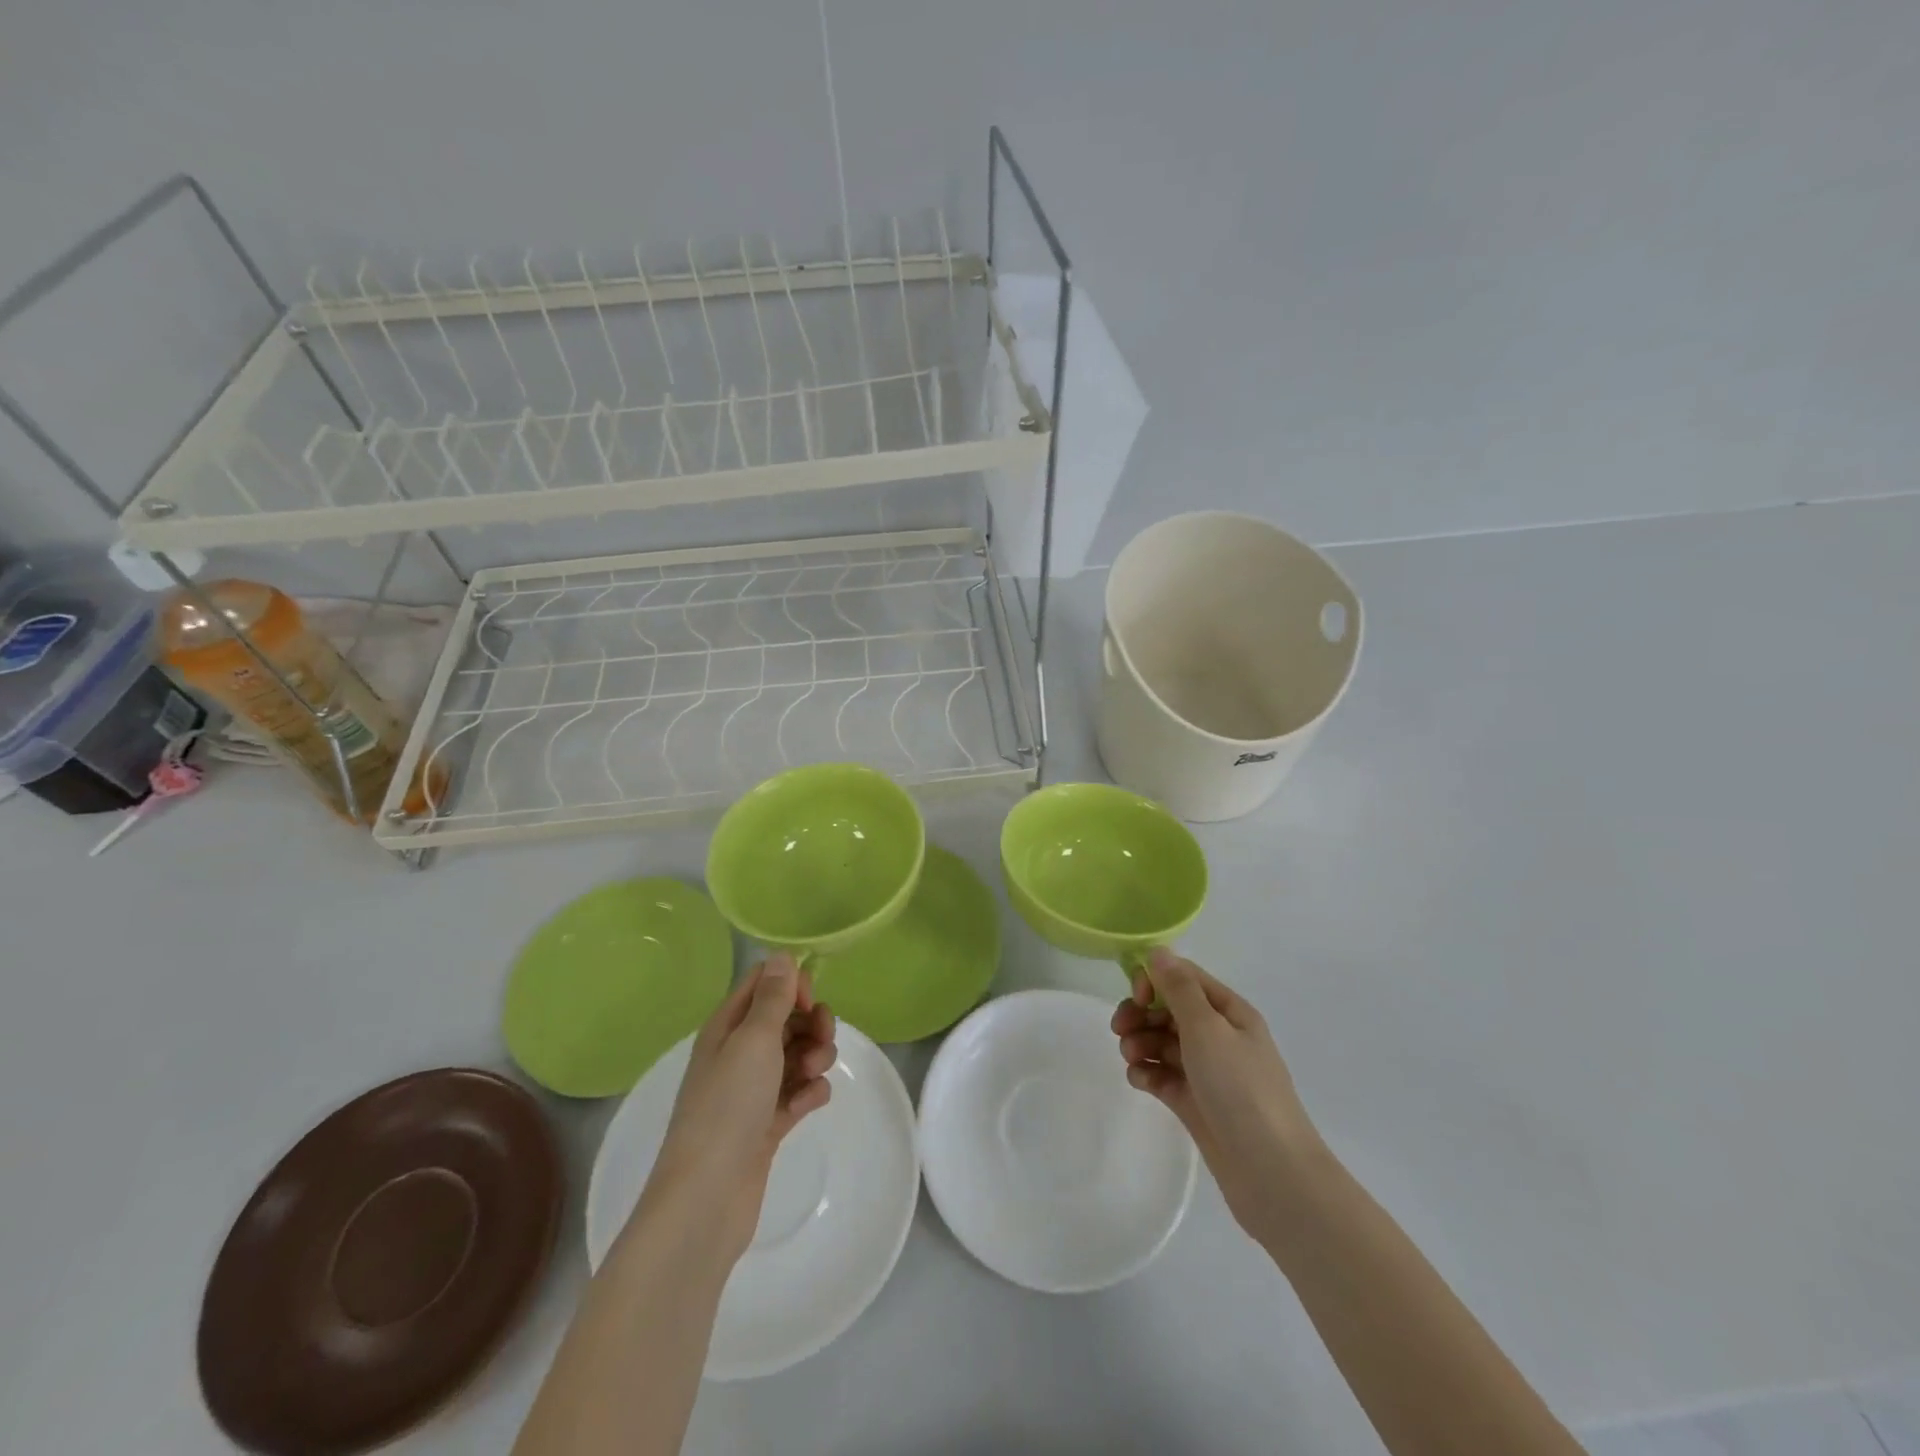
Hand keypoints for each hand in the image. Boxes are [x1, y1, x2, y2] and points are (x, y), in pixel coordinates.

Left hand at [638, 953, 836, 1263]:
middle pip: (786, 1019)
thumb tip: (782, 954)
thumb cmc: (728, 1107)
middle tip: (821, 1039)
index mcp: (726, 1027)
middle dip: (811, 1023)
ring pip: (796, 1055)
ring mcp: (753, 1090)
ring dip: (814, 1057)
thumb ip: (773, 998)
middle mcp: (738, 1053)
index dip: (791, 985)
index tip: (808, 1002)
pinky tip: (810, 1104)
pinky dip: (809, 1093)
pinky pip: (798, 1092)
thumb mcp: (753, 1041)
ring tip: (813, 1076)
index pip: (763, 984)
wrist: (707, 1198)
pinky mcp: (767, 1124)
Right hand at [1113, 948, 1323, 1244]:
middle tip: (1120, 1029)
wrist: (1271, 1173)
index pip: (1184, 978)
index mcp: (1229, 1012)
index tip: (1136, 997)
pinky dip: (1148, 1074)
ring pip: (1162, 1043)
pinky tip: (1140, 1081)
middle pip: (1169, 1010)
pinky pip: (1163, 1076)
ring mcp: (1207, 1072)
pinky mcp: (1195, 1103)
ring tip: (1131, 1060)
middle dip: (1141, 1014)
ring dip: (1140, 1043)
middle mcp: (1219, 1036)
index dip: (1155, 980)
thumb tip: (1159, 951)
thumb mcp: (1207, 1029)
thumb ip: (1179, 989)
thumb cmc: (1240, 1089)